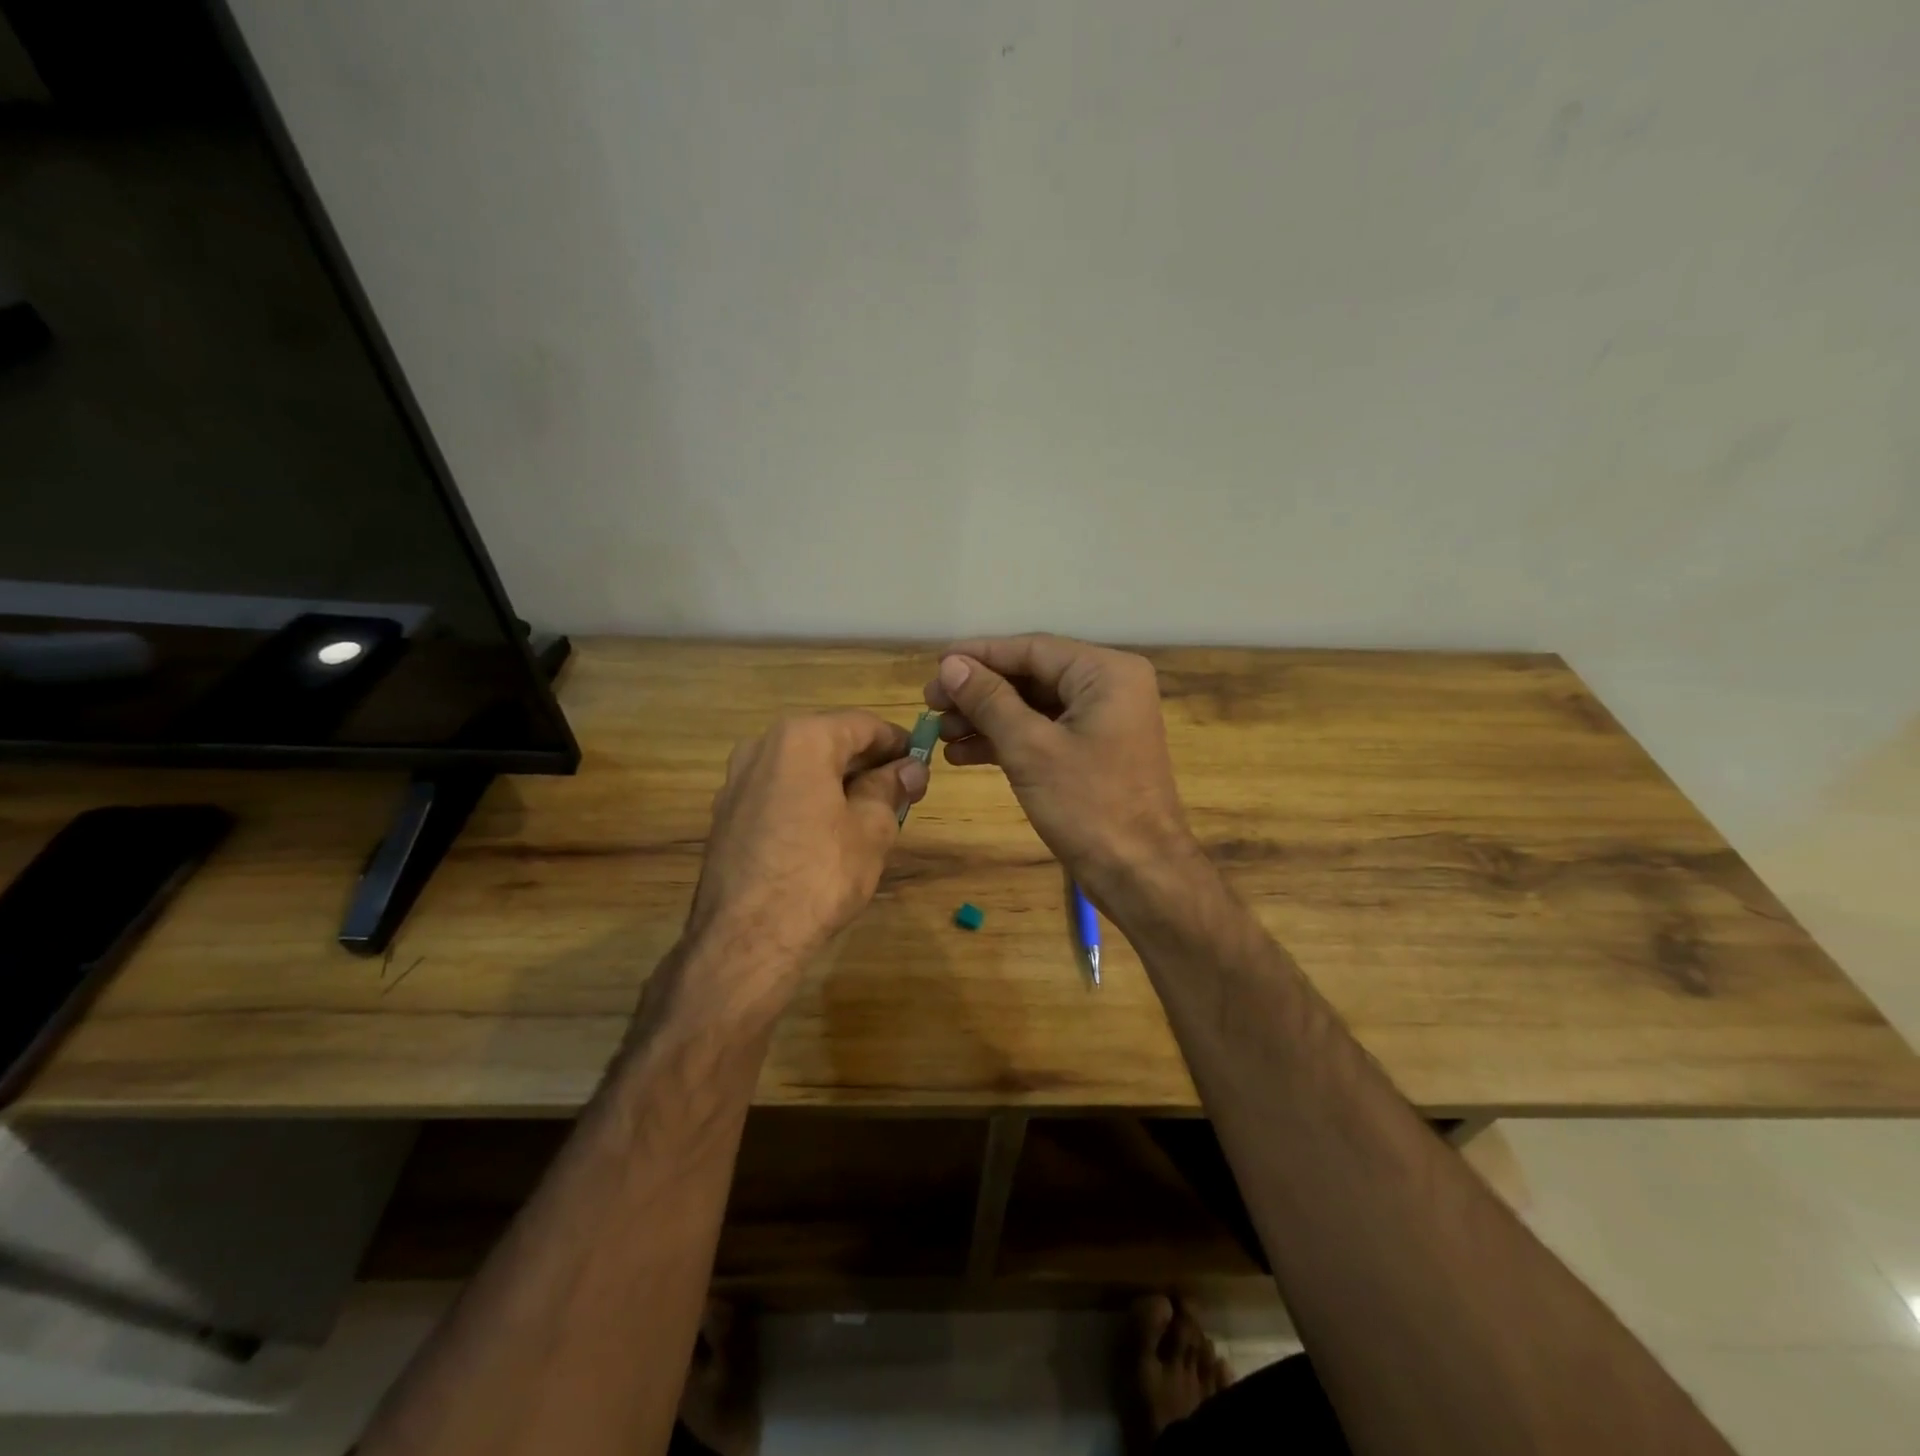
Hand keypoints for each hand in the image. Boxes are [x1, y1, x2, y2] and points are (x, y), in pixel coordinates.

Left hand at [685, 712, 928, 1004]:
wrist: (746, 938)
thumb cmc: (820, 874)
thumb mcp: (871, 829)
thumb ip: (890, 788)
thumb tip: (909, 769)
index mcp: (801, 738)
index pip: (862, 725)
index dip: (897, 743)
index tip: (921, 765)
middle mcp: (762, 746)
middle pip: (829, 742)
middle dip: (867, 764)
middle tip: (901, 793)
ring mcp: (737, 781)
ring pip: (802, 768)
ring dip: (837, 782)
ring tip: (868, 815)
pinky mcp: (726, 814)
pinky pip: (779, 792)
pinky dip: (808, 800)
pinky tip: (826, 833)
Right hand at [923, 634, 1198, 893]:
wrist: (1139, 873)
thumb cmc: (1088, 805)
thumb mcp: (1030, 748)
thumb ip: (989, 700)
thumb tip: (950, 665)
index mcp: (1105, 673)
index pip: (1032, 649)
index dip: (979, 656)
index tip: (935, 665)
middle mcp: (1108, 687)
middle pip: (1031, 676)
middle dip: (979, 692)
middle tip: (930, 704)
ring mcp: (1102, 721)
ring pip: (1033, 707)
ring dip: (986, 719)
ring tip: (940, 733)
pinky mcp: (1092, 752)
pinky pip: (1043, 733)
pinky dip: (1006, 741)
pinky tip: (963, 754)